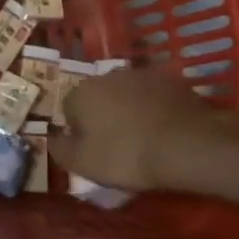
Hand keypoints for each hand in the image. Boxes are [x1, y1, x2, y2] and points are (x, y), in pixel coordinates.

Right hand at [48, 67, 230, 191]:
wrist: (188, 145)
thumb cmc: (126, 156)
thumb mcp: (82, 163)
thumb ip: (59, 149)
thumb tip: (51, 138)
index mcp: (81, 92)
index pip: (69, 110)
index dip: (79, 132)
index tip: (94, 151)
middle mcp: (107, 75)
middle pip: (98, 98)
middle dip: (104, 117)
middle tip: (118, 146)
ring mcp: (142, 75)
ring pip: (126, 95)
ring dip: (129, 111)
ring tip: (144, 139)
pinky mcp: (172, 81)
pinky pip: (154, 97)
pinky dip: (155, 110)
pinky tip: (164, 131)